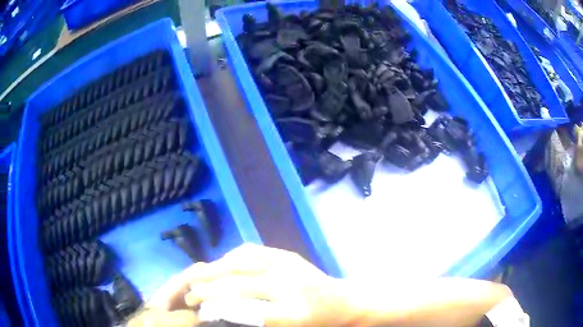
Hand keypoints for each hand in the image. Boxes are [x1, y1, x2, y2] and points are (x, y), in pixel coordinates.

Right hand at [184, 243, 344, 326]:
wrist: (346, 303)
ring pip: (241, 261)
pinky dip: (233, 257)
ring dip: (216, 269)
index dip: (215, 306)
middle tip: (191, 294)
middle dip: (208, 287)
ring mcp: (288, 264)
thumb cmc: (320, 321)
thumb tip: (224, 310)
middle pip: (237, 282)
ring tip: (200, 277)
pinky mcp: (287, 255)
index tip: (197, 308)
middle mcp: (288, 282)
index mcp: (292, 309)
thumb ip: (259, 319)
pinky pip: (253, 251)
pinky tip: (224, 264)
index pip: (243, 307)